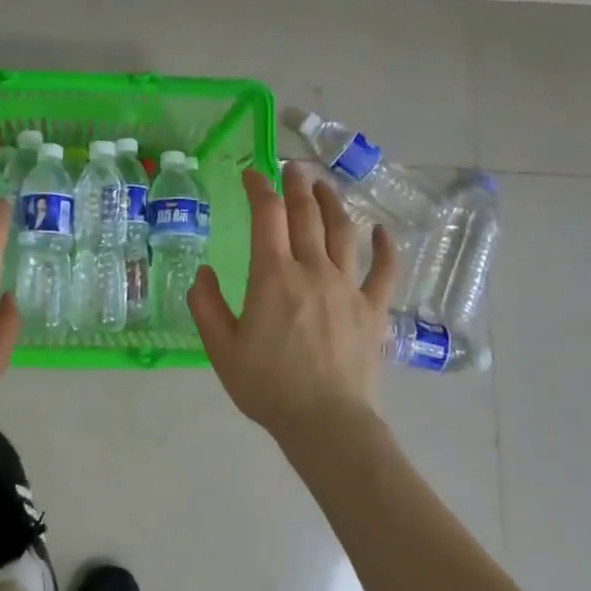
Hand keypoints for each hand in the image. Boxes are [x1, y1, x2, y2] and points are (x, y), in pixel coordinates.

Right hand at [189, 166, 394, 443]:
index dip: (259, 188)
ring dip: (333, 203)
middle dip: (297, 185)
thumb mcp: (221, 348)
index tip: (252, 174)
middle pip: (307, 214)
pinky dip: (385, 247)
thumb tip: (204, 272)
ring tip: (324, 186)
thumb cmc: (268, 385)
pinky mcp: (373, 309)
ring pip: (343, 232)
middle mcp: (313, 270)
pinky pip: (384, 271)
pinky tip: (382, 230)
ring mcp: (348, 287)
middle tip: (292, 167)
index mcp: (273, 276)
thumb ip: (206, 305)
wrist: (326, 422)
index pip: (267, 216)